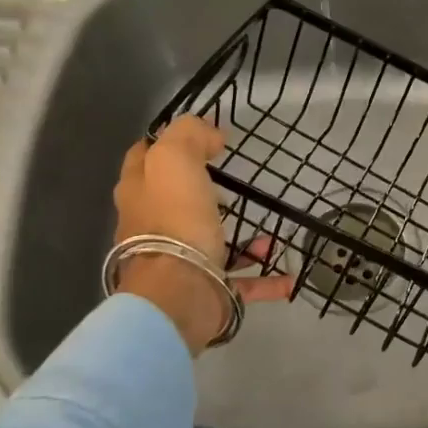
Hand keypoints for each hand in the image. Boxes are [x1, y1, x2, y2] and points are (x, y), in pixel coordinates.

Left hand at [112, 117, 295, 352]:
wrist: (178, 292)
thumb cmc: (175, 219)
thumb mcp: (175, 158)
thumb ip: (189, 135)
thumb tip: (210, 135)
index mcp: (139, 192)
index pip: (144, 157)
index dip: (169, 142)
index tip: (203, 137)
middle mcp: (151, 227)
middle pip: (174, 201)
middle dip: (202, 191)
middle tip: (233, 181)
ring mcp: (178, 261)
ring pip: (211, 241)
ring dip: (241, 236)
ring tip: (269, 229)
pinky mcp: (205, 289)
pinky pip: (241, 281)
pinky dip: (265, 278)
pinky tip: (288, 275)